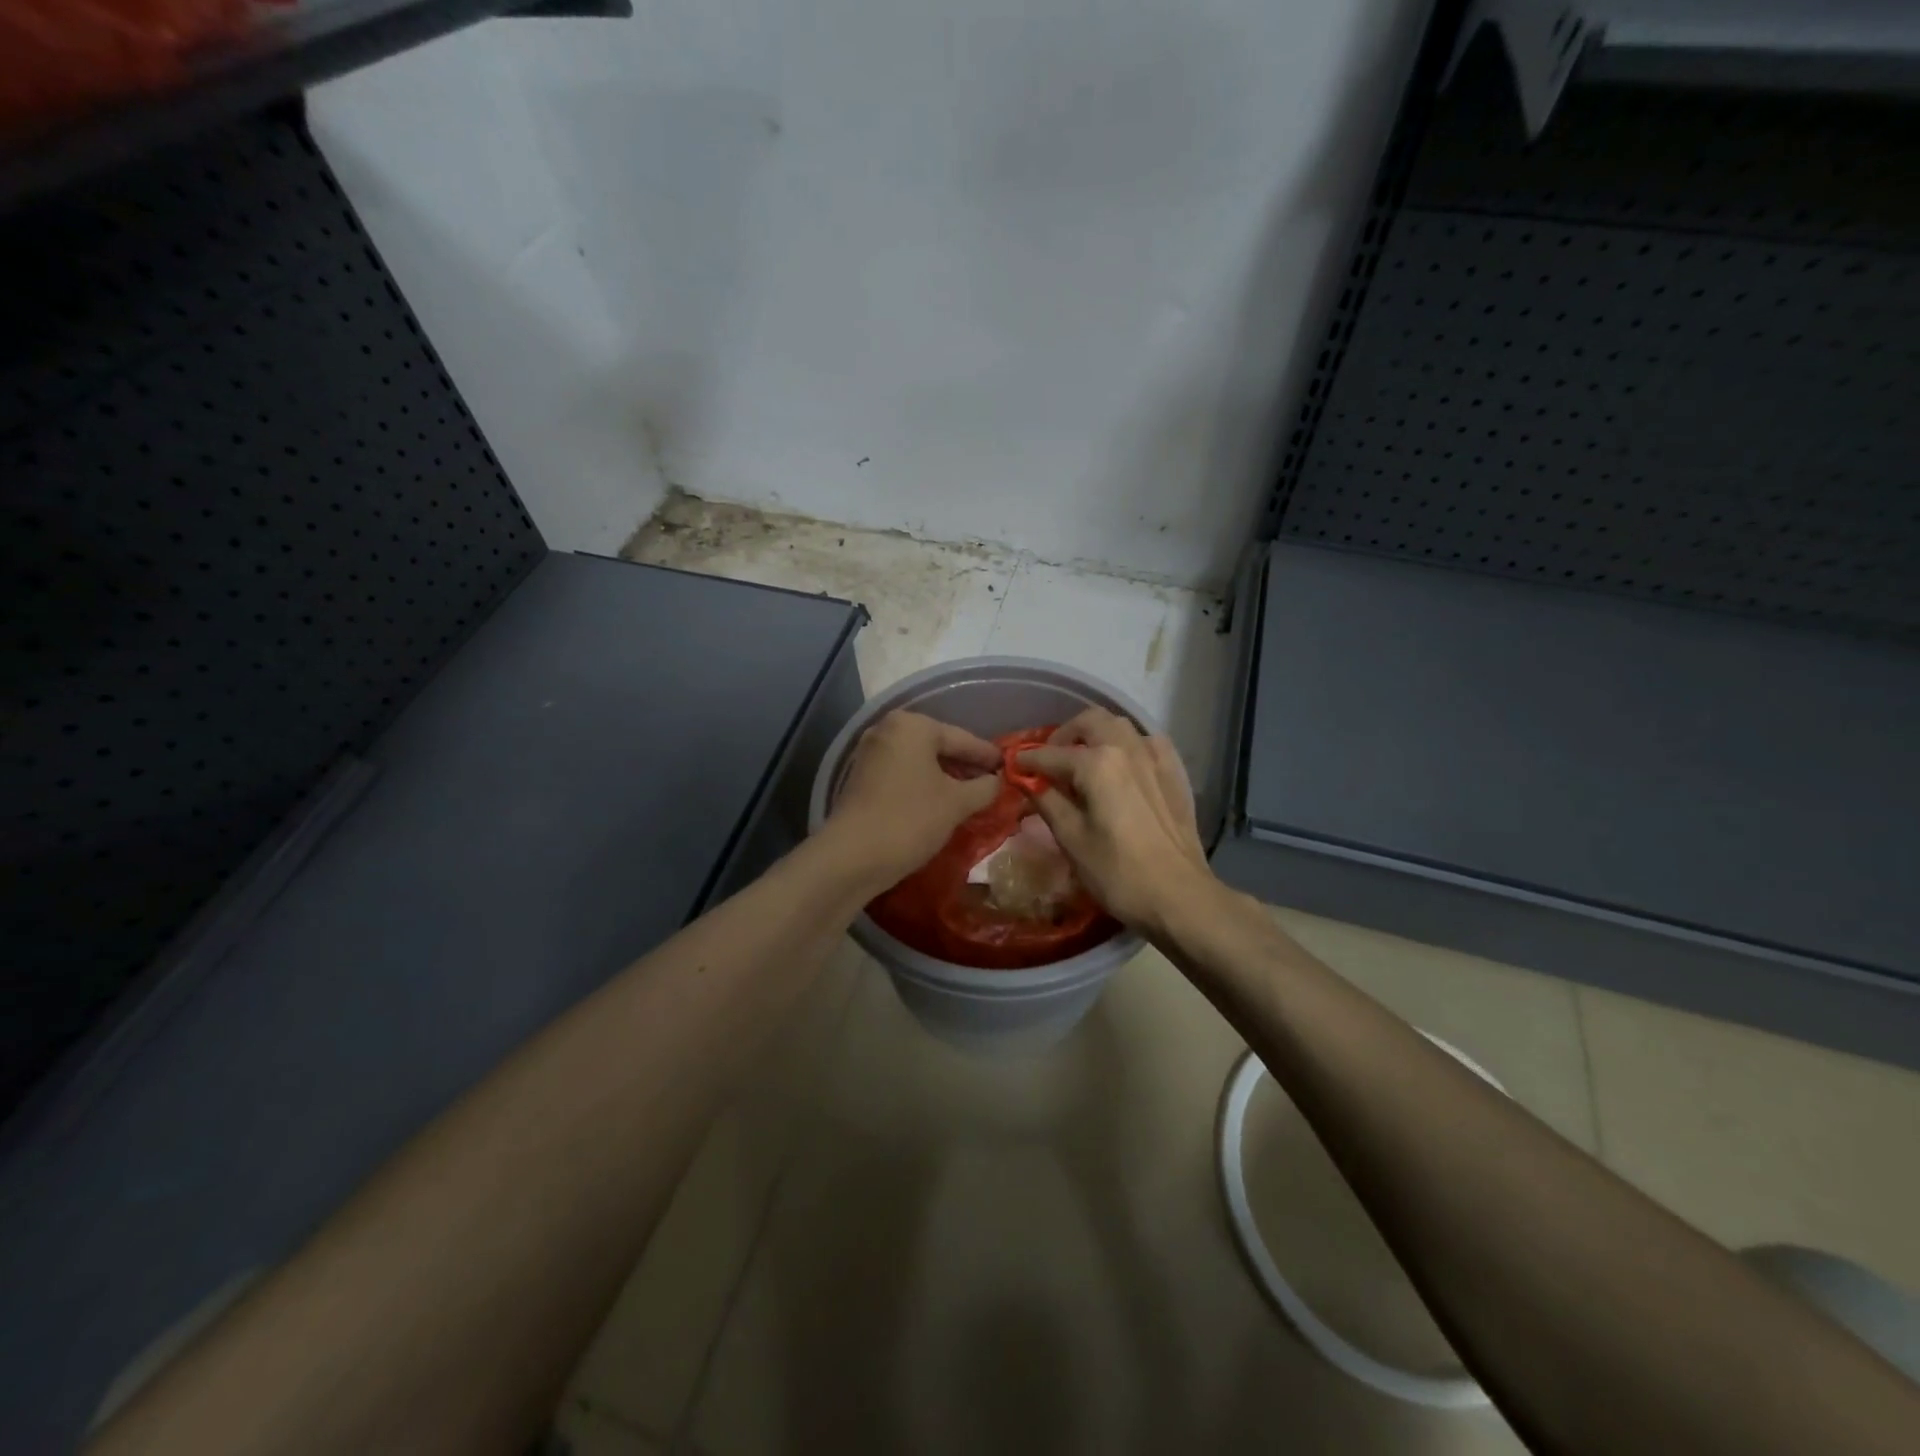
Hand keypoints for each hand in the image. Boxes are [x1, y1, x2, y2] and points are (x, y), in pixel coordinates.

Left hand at [824, 710, 1001, 887]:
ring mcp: (870, 753)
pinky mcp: (861, 777)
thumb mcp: (957, 803)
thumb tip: (997, 781)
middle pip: (939, 746)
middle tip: (993, 783)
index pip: (962, 738)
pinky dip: (924, 784)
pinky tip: (941, 803)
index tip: (1010, 767)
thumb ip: (984, 787)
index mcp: (913, 726)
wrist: (852, 856)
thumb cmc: (910, 819)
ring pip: (920, 761)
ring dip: (945, 777)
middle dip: (966, 766)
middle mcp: (887, 729)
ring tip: (971, 796)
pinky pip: (903, 774)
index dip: (988, 756)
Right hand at [1017, 708, 1215, 933]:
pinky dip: (1128, 745)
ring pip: (1120, 726)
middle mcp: (1126, 748)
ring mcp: (1155, 758)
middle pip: (1089, 722)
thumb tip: (1028, 781)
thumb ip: (1048, 801)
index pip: (1052, 754)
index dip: (1028, 760)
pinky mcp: (1174, 773)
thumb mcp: (1072, 839)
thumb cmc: (1118, 873)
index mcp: (1097, 764)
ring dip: (1096, 734)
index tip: (1012, 765)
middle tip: (1050, 760)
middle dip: (1064, 735)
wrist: (1180, 896)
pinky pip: (1147, 742)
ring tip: (1083, 760)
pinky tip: (1123, 766)